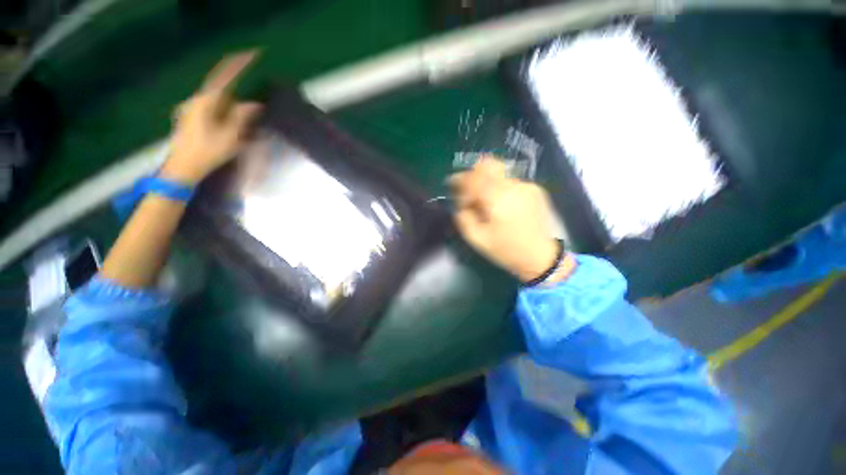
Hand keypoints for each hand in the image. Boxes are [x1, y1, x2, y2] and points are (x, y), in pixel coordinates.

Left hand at [161, 51, 262, 183]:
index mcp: (205, 102)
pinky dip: (223, 112)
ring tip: (242, 121)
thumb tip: (254, 103)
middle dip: (237, 91)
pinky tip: (230, 126)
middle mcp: (195, 101)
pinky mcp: (190, 118)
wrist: (182, 169)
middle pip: (220, 89)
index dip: (238, 64)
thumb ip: (241, 117)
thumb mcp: (230, 136)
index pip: (224, 76)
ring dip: (231, 106)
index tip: (253, 53)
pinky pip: (211, 109)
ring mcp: (190, 109)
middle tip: (252, 104)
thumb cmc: (206, 152)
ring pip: (216, 100)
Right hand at [450, 157, 571, 282]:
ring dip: (488, 183)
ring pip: (500, 173)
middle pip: (489, 165)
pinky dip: (501, 189)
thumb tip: (461, 203)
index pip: (474, 177)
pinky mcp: (536, 189)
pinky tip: (503, 205)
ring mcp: (527, 185)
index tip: (453, 186)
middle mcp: (513, 186)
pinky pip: (511, 182)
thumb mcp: (478, 239)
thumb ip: (464, 217)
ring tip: (486, 201)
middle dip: (474, 174)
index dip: (460, 180)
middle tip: (469, 188)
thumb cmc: (507, 250)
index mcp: (498, 199)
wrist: (541, 257)